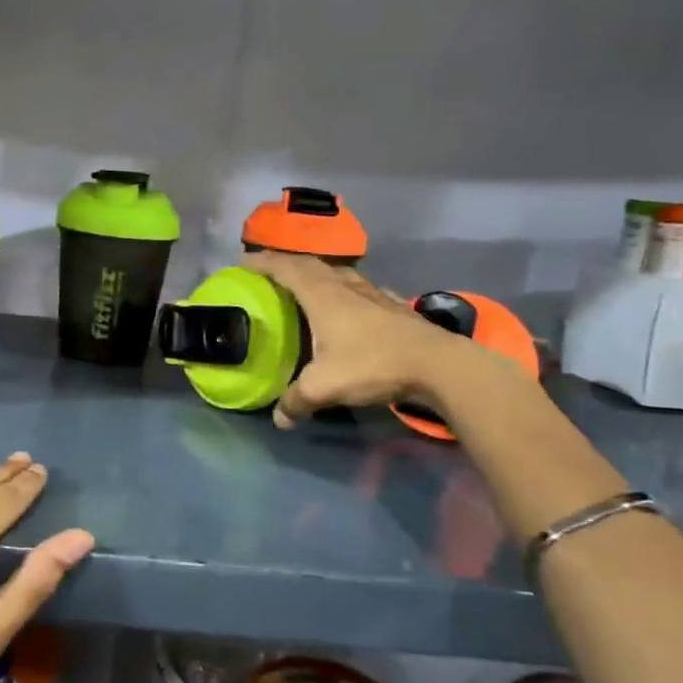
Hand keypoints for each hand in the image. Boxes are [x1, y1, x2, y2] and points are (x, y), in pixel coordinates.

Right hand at [244, 250, 488, 427]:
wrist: (439, 366)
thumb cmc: (373, 364)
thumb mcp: (325, 386)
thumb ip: (297, 400)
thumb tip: (279, 419)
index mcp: (322, 295)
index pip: (286, 268)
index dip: (263, 263)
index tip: (243, 263)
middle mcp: (346, 287)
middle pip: (311, 265)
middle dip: (286, 265)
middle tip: (268, 274)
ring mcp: (374, 294)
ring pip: (339, 274)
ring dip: (318, 275)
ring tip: (305, 287)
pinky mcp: (394, 307)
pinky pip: (362, 289)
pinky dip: (347, 291)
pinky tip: (351, 304)